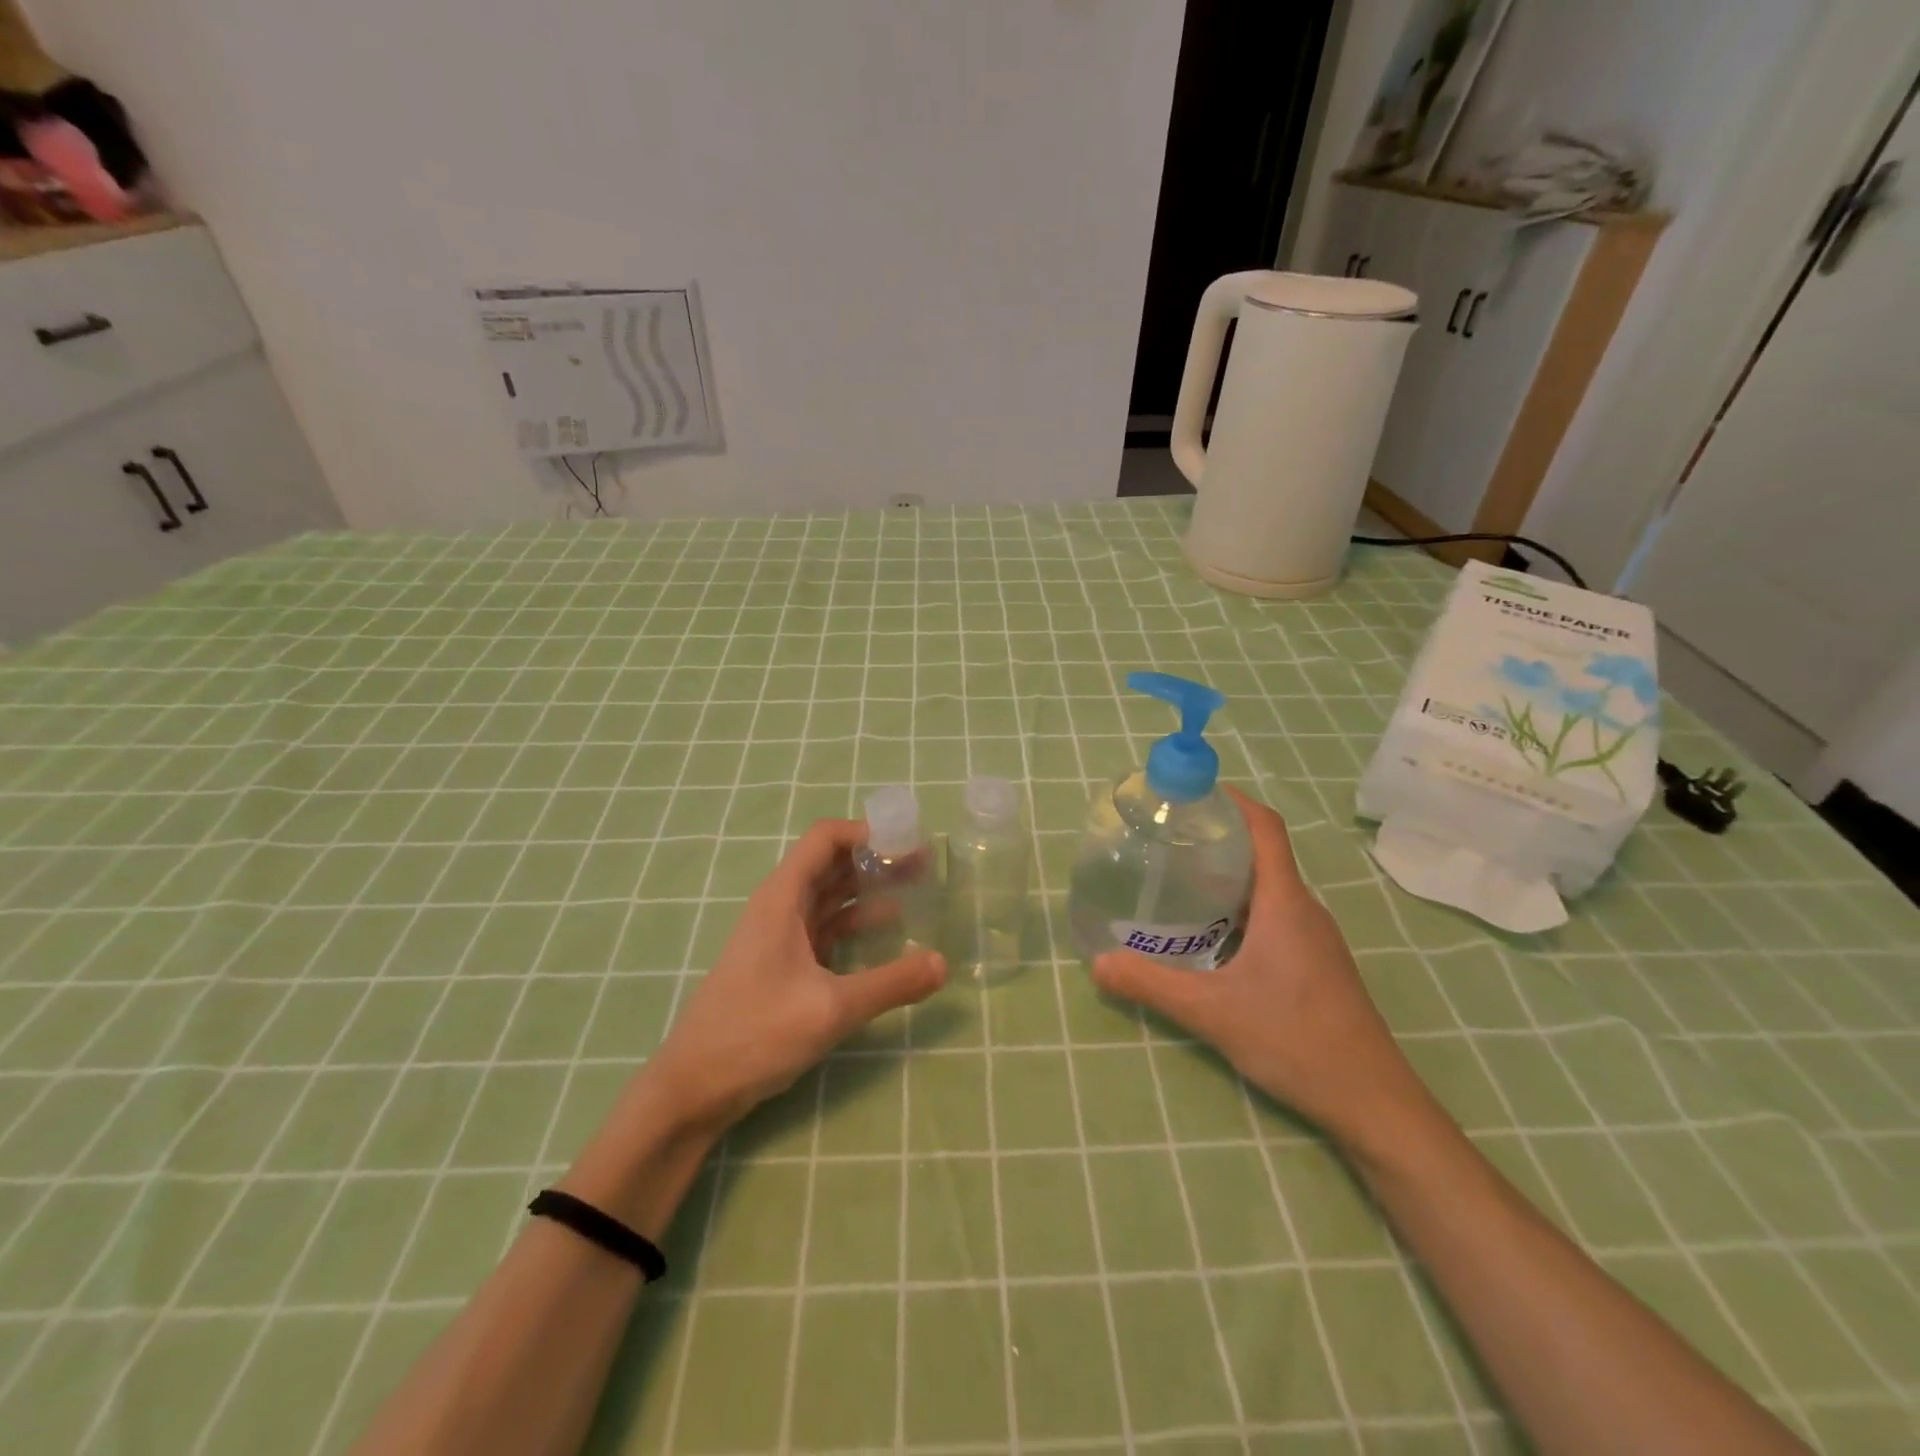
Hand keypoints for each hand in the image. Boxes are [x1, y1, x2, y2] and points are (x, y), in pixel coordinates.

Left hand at [634, 818, 946, 1136]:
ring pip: (830, 898)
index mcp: (783, 898)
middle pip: (832, 864)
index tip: (908, 843)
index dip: (867, 832)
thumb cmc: (755, 1033)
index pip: (825, 839)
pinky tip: (886, 938)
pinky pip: (826, 930)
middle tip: (924, 867)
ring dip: (869, 891)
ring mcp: (780, 937)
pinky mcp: (783, 965)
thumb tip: (944, 963)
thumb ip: (890, 984)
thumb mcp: (831, 1008)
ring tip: (915, 894)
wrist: (693, 1088)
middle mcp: (780, 908)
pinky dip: (856, 926)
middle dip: (876, 860)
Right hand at [1091, 787, 1432, 1149]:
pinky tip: (1208, 934)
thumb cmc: (1297, 1041)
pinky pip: (1273, 916)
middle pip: (1263, 854)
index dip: (1232, 800)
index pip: (1265, 828)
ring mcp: (1313, 939)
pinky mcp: (1314, 964)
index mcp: (1285, 903)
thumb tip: (1097, 963)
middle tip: (1167, 838)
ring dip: (1227, 875)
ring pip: (1267, 888)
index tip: (1192, 792)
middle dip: (1218, 837)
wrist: (1373, 1103)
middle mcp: (1303, 910)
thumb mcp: (1213, 1012)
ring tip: (1178, 880)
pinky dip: (1239, 908)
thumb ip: (1152, 985)